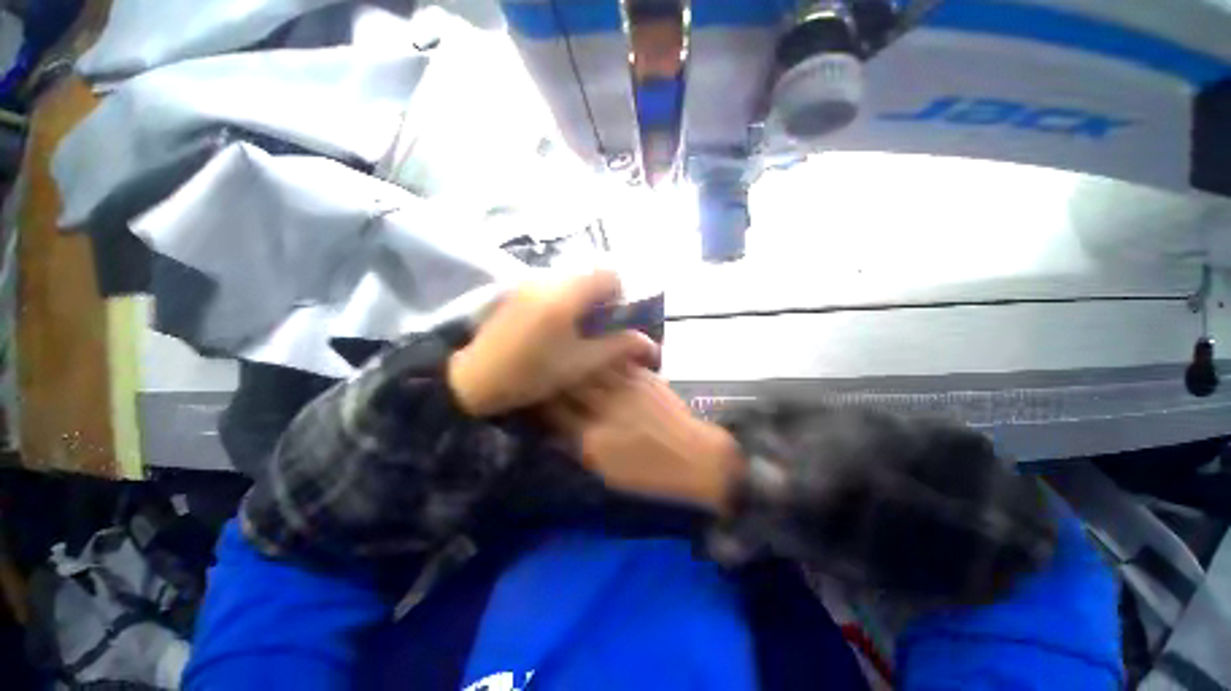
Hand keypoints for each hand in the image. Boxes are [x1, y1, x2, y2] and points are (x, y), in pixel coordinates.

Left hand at [448, 270, 658, 416]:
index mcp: (566, 296)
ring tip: (575, 329)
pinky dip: (563, 299)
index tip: (613, 320)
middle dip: (600, 298)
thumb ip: (617, 347)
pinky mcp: (518, 288)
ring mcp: (529, 281)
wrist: (476, 378)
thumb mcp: (580, 364)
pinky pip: (552, 285)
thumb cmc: (532, 373)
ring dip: (582, 298)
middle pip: (589, 274)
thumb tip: (648, 341)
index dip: (619, 294)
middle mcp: (548, 279)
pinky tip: (554, 326)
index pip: (608, 274)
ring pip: (571, 279)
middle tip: (596, 328)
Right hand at [543, 369, 743, 512]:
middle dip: (553, 376)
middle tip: (543, 370)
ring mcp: (626, 388)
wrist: (696, 458)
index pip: (556, 414)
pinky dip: (600, 357)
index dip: (540, 403)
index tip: (533, 396)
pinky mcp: (643, 377)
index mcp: (595, 439)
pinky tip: (592, 352)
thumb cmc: (651, 474)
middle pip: (570, 385)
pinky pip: (615, 361)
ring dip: (574, 361)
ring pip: (590, 366)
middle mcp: (607, 408)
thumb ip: (581, 449)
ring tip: (563, 354)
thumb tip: (557, 431)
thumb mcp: (609, 474)